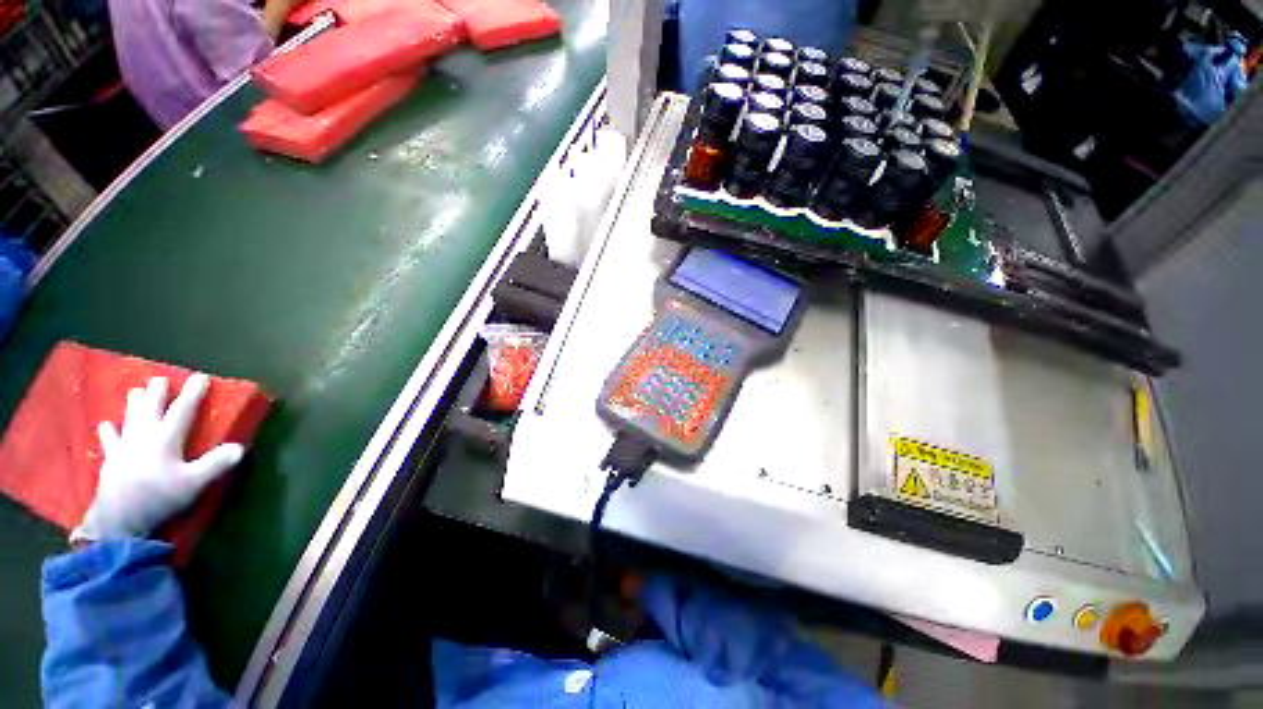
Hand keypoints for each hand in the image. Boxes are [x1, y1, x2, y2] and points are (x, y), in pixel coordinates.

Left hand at [71, 375, 243, 542]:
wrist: (118, 520)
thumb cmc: (159, 498)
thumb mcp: (193, 484)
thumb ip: (216, 464)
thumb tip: (240, 447)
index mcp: (166, 439)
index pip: (183, 410)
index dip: (193, 393)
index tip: (201, 377)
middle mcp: (144, 436)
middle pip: (150, 408)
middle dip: (156, 392)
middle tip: (160, 378)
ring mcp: (124, 447)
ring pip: (129, 418)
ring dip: (134, 404)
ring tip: (135, 391)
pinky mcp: (110, 460)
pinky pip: (109, 440)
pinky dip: (108, 431)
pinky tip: (106, 425)